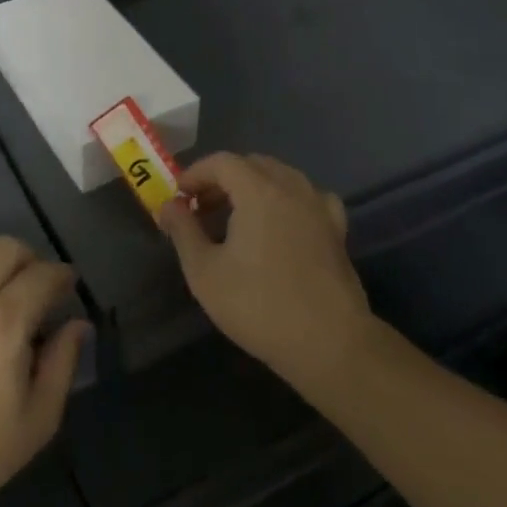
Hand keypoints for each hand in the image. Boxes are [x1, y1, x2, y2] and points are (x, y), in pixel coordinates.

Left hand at [0, 236, 88, 506]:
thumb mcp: (38, 419)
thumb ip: (63, 363)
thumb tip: (78, 325)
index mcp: (5, 322)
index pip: (43, 275)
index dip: (63, 276)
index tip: (69, 287)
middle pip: (6, 247)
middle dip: (30, 259)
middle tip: (37, 287)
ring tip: (0, 283)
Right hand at [158, 152, 372, 396]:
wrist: (330, 345)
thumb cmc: (259, 306)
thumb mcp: (204, 272)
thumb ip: (183, 231)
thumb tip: (169, 206)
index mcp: (259, 191)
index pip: (222, 162)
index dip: (196, 173)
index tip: (179, 196)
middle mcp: (292, 188)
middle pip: (252, 164)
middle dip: (222, 178)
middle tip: (201, 207)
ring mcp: (319, 207)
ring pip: (281, 176)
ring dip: (254, 185)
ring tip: (236, 215)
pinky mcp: (337, 230)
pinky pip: (308, 197)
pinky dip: (288, 198)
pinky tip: (281, 220)